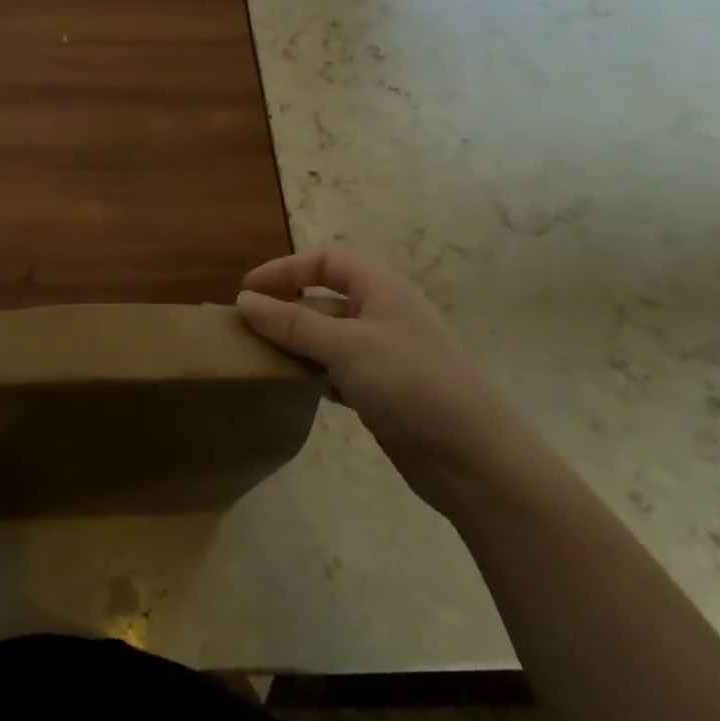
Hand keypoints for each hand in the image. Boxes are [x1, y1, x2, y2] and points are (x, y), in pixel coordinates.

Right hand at [236, 246, 532, 509]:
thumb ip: (292, 323)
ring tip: (257, 359)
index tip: (246, 292)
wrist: (475, 458)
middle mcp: (381, 314)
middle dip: (283, 310)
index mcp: (381, 289)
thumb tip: (244, 300)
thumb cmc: (412, 383)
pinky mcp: (381, 390)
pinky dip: (311, 374)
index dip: (284, 270)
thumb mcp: (346, 346)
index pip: (324, 261)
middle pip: (322, 299)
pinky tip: (290, 387)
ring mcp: (382, 354)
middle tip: (244, 330)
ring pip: (326, 337)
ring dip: (294, 344)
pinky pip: (335, 370)